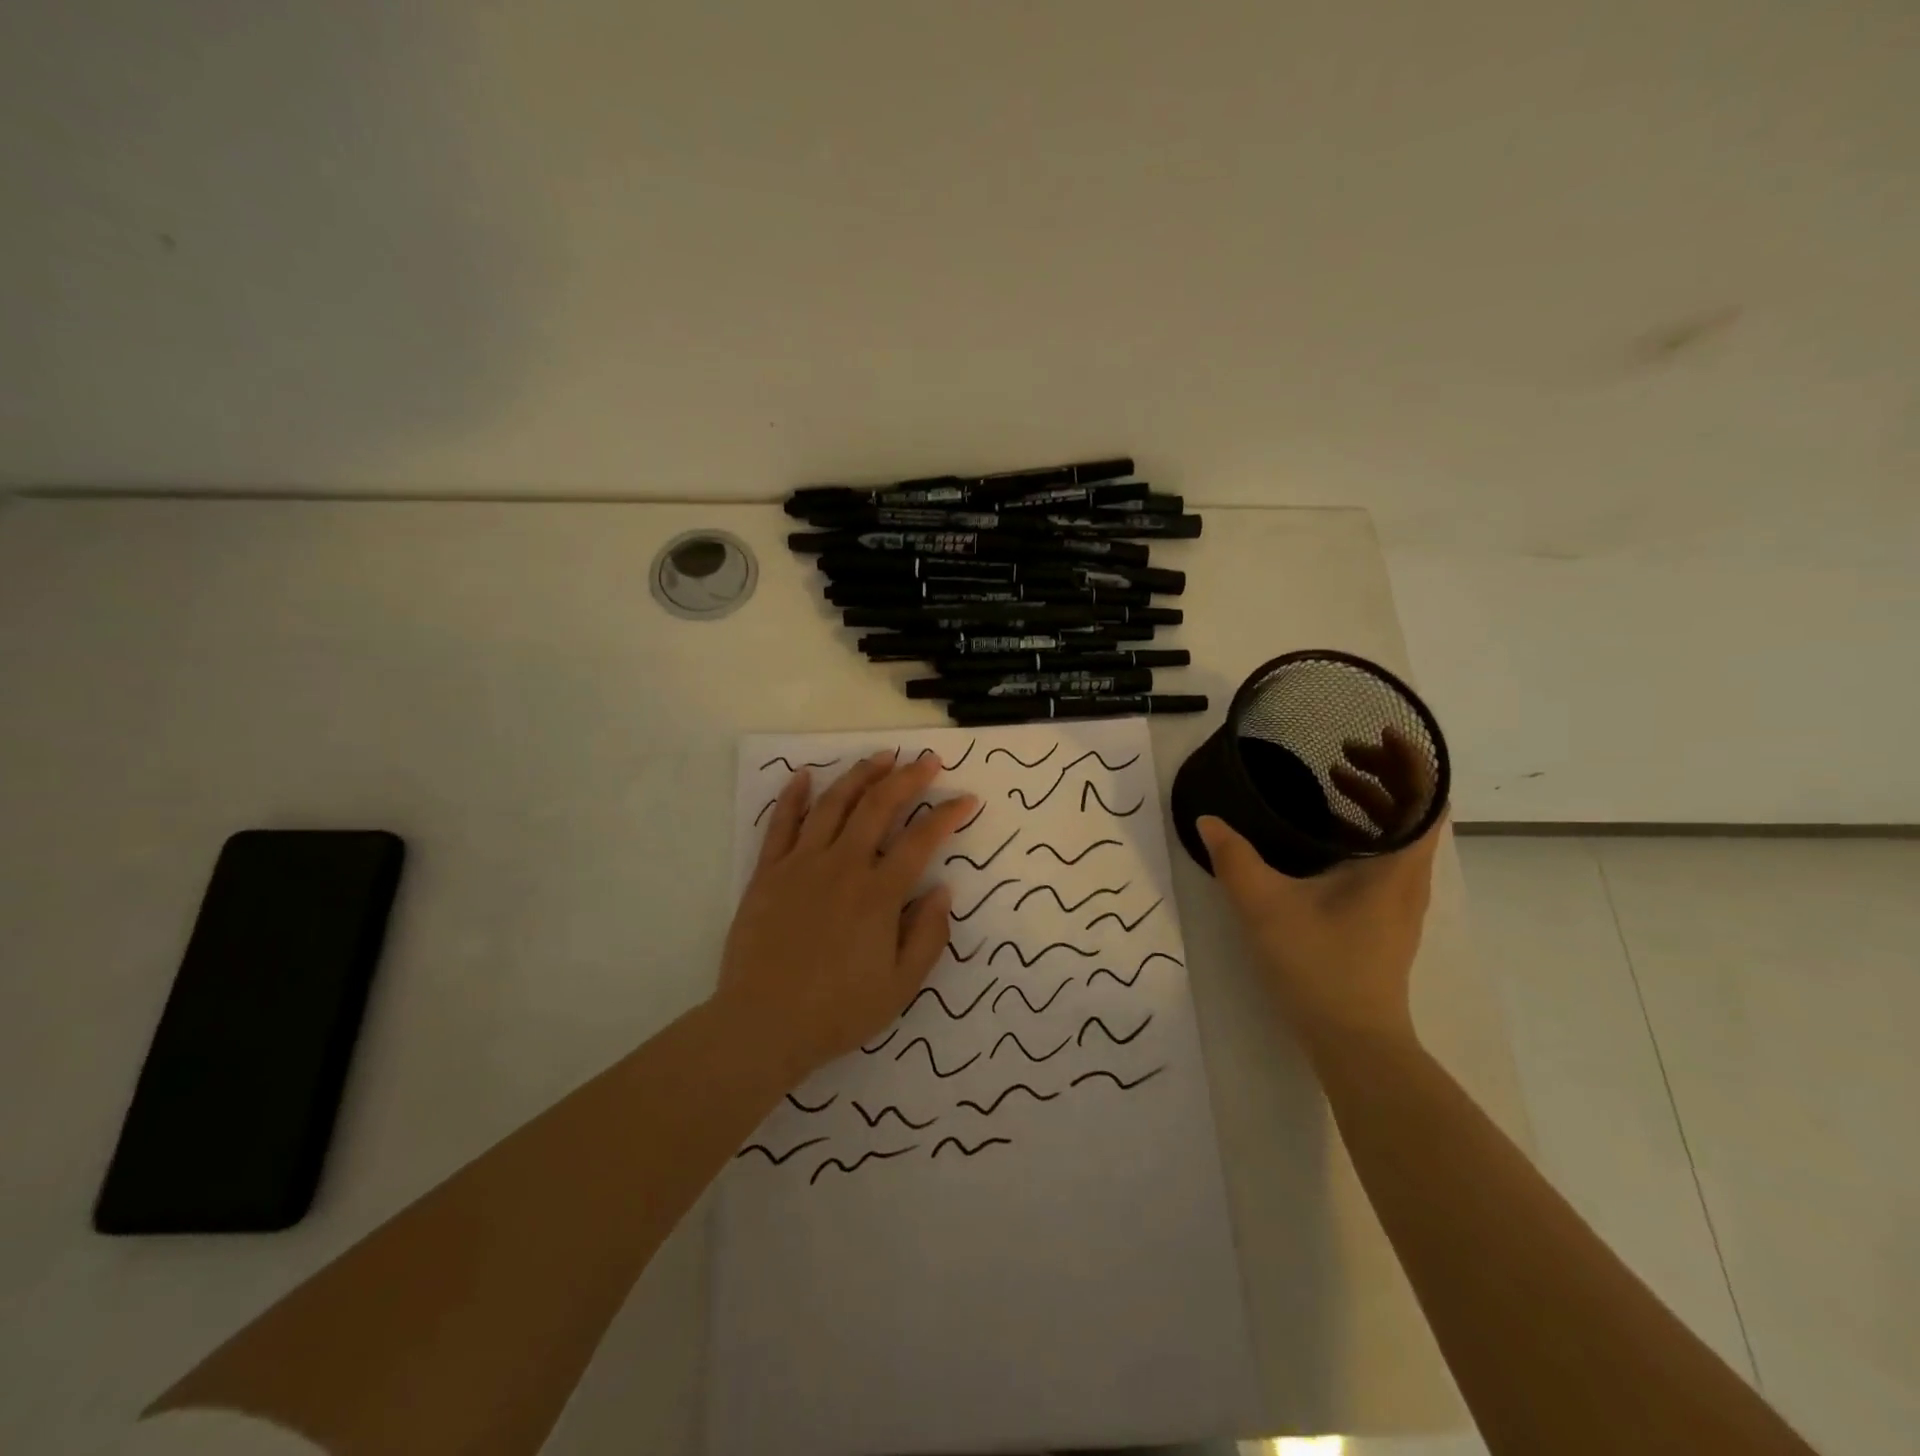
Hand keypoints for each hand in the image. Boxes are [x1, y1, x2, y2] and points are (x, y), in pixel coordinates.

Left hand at [716, 751, 977, 1086]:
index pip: (922, 840)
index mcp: (879, 895)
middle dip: (908, 777)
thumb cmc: (837, 1011)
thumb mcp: (900, 987)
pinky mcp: (768, 872)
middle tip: (928, 760)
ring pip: (834, 804)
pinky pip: (781, 824)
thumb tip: (943, 890)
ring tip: (881, 757)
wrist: (763, 1025)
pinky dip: (794, 796)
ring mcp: (801, 864)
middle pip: (879, 806)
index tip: (967, 799)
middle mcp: (842, 867)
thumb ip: (928, 936)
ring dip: (860, 775)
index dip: (948, 814)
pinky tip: (805, 775)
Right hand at [1198, 726, 1444, 1048]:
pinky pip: (1387, 855)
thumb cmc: (1319, 966)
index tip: (1380, 733)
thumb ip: (1234, 858)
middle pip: (1417, 810)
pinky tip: (1323, 834)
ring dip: (1375, 801)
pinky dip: (1364, 830)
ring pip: (1402, 834)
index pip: (1427, 797)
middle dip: (1386, 772)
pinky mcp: (1385, 917)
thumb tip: (1208, 821)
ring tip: (1333, 780)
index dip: (1411, 759)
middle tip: (1343, 751)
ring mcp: (1400, 899)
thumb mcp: (1265, 905)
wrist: (1352, 1040)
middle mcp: (1409, 876)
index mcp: (1397, 865)